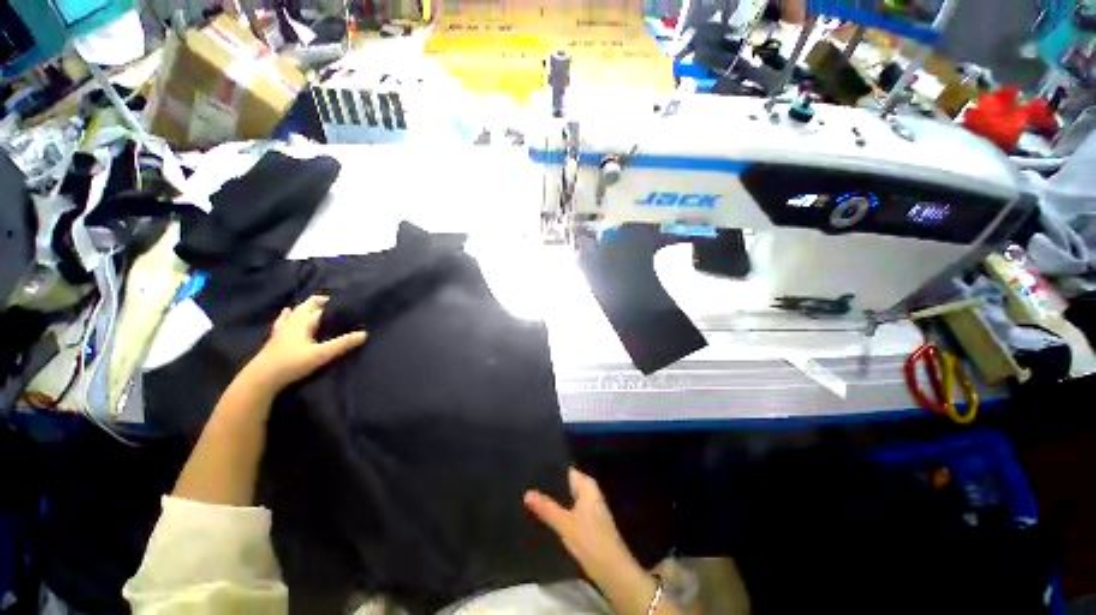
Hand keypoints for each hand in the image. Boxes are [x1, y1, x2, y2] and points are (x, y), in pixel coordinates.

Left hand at [243, 295, 367, 392]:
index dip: (334, 304)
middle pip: (306, 306)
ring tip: (313, 302)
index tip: (347, 300)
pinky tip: (286, 312)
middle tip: (333, 299)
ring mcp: (282, 330)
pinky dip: (287, 315)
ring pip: (294, 312)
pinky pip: (283, 321)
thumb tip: (365, 333)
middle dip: (319, 301)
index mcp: (304, 322)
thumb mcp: (321, 354)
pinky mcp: (275, 339)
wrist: (261, 378)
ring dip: (304, 306)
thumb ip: (343, 343)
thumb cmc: (292, 363)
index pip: (321, 308)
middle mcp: (292, 322)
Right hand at [524, 468, 641, 587]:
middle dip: (547, 488)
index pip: (564, 470)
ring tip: (528, 500)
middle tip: (525, 487)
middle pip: (564, 485)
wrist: (614, 572)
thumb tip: (527, 492)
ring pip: (565, 499)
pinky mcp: (587, 523)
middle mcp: (589, 492)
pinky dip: (557, 512)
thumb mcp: (565, 524)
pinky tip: (542, 517)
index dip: (548, 471)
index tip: (529, 471)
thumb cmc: (591, 541)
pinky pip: (568, 511)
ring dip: (551, 501)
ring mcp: (589, 507)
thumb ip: (546, 508)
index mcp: (587, 485)